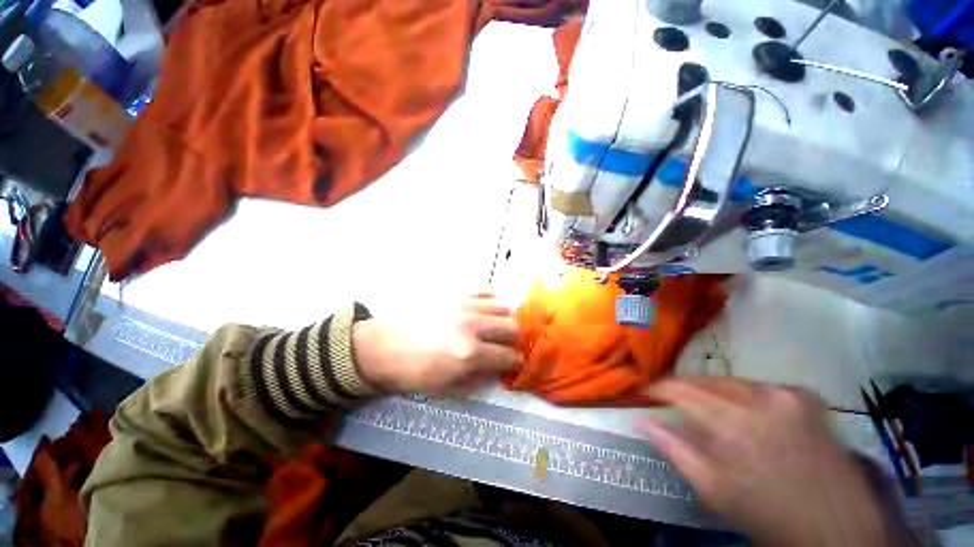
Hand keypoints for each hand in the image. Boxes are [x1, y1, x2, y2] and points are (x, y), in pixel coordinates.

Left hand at [352, 294, 520, 394]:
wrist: (382, 347)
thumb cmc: (412, 373)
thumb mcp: (446, 388)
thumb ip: (477, 379)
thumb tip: (497, 370)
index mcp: (469, 354)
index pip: (507, 356)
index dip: (515, 362)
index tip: (514, 362)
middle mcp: (472, 326)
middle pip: (511, 327)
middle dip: (513, 339)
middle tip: (505, 345)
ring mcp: (463, 306)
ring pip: (501, 306)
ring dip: (503, 319)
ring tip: (493, 326)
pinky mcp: (454, 294)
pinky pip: (483, 291)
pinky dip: (489, 299)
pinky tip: (482, 309)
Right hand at [639, 377, 894, 546]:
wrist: (837, 527)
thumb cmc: (768, 514)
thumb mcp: (714, 491)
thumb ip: (675, 450)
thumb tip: (643, 420)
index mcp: (735, 421)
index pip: (680, 388)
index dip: (657, 388)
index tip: (645, 394)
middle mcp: (761, 396)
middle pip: (705, 380)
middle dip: (684, 390)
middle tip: (672, 404)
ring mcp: (788, 393)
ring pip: (732, 381)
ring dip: (714, 394)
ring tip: (708, 412)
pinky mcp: (807, 396)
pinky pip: (761, 387)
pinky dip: (745, 396)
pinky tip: (748, 416)